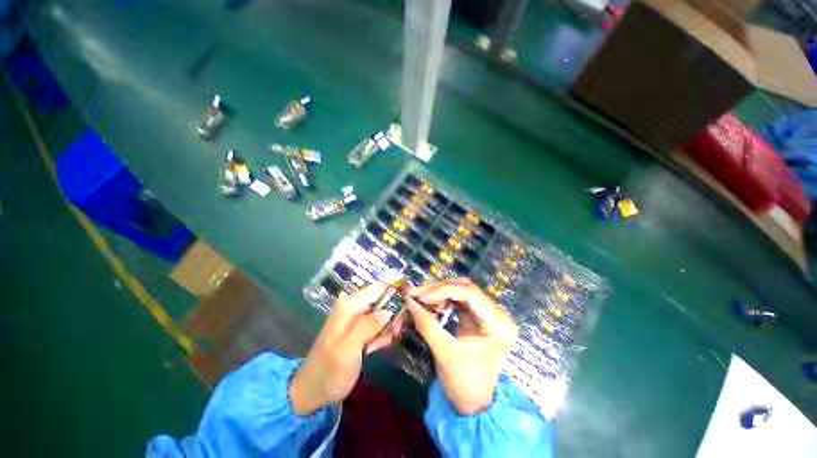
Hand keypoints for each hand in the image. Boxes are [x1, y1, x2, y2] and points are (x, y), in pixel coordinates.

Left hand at [289, 283, 405, 415]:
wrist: (313, 390)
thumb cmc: (329, 370)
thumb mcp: (348, 349)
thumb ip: (368, 326)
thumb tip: (389, 310)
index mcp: (350, 305)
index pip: (378, 287)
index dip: (395, 291)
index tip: (409, 303)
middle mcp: (354, 307)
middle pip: (383, 300)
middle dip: (392, 316)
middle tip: (393, 333)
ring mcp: (357, 318)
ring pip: (383, 314)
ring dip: (386, 329)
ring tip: (376, 346)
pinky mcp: (360, 329)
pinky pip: (378, 326)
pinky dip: (380, 336)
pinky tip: (373, 349)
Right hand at [406, 279, 517, 414]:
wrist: (475, 404)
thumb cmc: (465, 384)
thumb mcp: (444, 353)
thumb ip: (426, 323)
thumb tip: (408, 299)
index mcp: (498, 324)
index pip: (470, 293)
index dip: (442, 290)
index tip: (419, 296)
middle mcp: (497, 313)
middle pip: (465, 287)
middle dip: (438, 289)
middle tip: (416, 295)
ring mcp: (488, 312)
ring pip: (460, 290)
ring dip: (438, 292)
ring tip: (422, 301)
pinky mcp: (478, 315)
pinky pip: (458, 299)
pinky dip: (442, 299)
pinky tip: (432, 305)